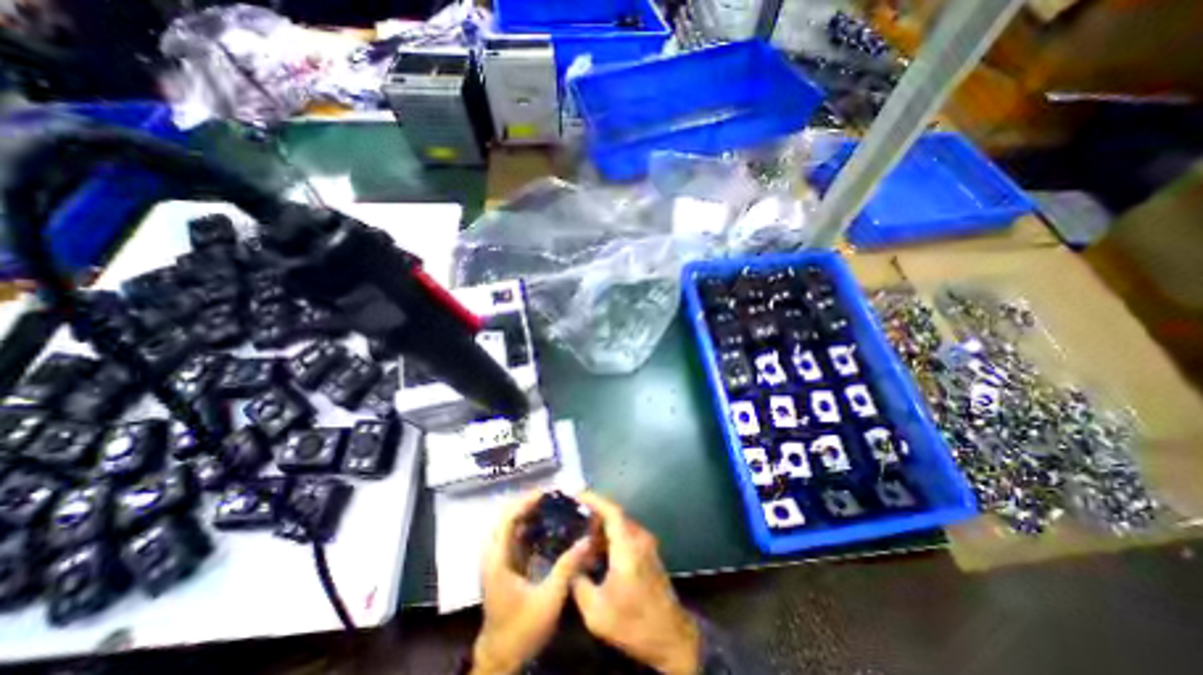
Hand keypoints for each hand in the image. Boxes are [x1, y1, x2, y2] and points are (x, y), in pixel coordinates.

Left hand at [469, 491, 589, 674]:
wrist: (502, 658)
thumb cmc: (522, 629)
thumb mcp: (549, 599)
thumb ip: (567, 567)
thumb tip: (587, 539)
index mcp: (498, 559)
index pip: (508, 518)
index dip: (526, 501)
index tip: (547, 492)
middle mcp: (493, 555)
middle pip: (507, 517)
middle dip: (529, 503)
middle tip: (554, 497)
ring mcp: (496, 560)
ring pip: (509, 525)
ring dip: (528, 512)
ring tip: (552, 505)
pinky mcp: (503, 566)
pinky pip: (514, 536)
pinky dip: (528, 526)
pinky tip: (546, 525)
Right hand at [571, 491, 701, 674]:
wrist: (671, 638)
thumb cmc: (633, 623)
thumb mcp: (596, 611)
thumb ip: (579, 583)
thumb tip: (571, 564)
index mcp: (627, 546)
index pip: (611, 510)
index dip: (594, 499)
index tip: (576, 495)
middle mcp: (639, 538)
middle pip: (615, 516)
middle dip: (594, 516)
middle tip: (573, 521)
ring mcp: (647, 545)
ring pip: (620, 526)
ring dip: (602, 529)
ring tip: (582, 540)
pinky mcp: (649, 554)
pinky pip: (626, 536)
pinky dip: (611, 538)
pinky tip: (598, 554)